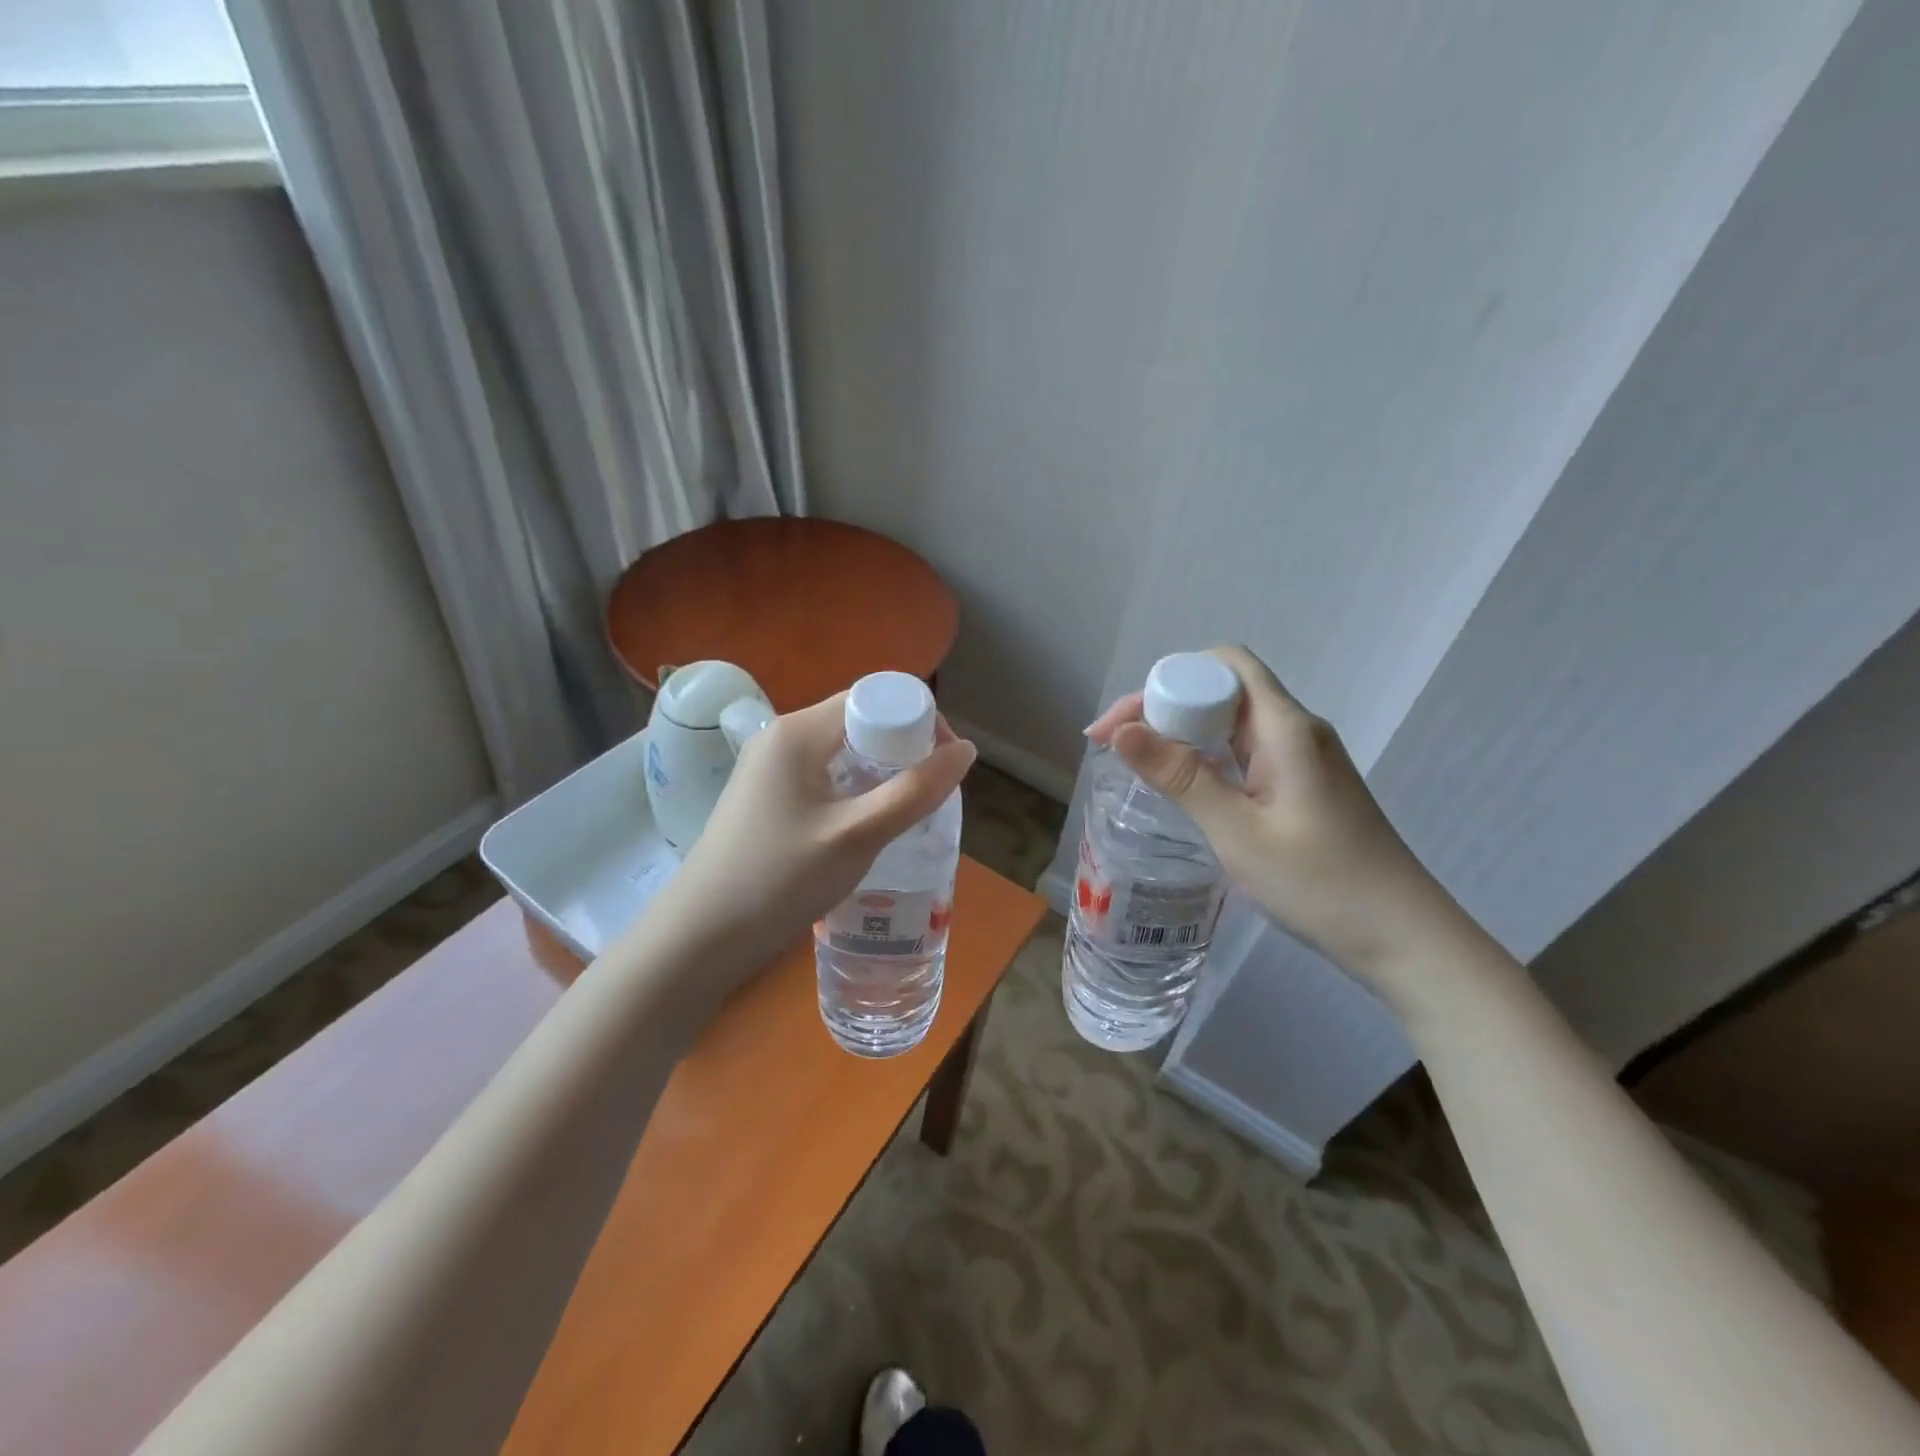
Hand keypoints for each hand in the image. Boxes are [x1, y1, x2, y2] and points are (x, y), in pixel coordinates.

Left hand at [643, 691, 975, 994]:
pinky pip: (825, 777)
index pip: (872, 699)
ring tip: (908, 813)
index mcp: (799, 731)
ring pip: (844, 753)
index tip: (944, 763)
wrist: (699, 937)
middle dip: (903, 750)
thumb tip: (966, 751)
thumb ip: (914, 792)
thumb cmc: (779, 880)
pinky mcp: (767, 797)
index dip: (917, 721)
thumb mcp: (856, 836)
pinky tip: (869, 827)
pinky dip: (856, 791)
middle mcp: (782, 737)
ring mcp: (770, 768)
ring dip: (882, 774)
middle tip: (930, 794)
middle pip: (859, 722)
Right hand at [1086, 646, 1468, 992]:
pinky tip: (1184, 785)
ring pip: (1232, 722)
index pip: (1224, 666)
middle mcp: (1296, 730)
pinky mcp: (1303, 784)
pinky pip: (1245, 751)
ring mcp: (1303, 758)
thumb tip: (1121, 731)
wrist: (1403, 938)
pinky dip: (1207, 758)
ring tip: (1136, 762)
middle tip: (1115, 746)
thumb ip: (1181, 777)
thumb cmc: (1320, 884)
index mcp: (1286, 728)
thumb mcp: (1238, 832)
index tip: (1121, 724)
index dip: (1167, 680)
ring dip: (1182, 733)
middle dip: (1164, 706)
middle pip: (1223, 690)